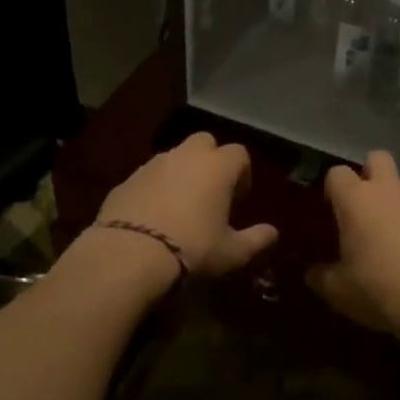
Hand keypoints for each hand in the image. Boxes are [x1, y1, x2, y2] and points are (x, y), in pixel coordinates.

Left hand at [93, 132, 278, 280]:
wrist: (129, 256)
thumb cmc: (192, 249)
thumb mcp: (232, 253)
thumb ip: (256, 239)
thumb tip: (273, 233)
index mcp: (217, 167)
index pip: (239, 153)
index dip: (242, 174)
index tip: (238, 201)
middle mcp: (185, 156)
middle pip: (204, 143)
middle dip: (210, 161)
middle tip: (210, 194)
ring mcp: (152, 165)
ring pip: (174, 158)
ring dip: (181, 174)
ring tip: (180, 208)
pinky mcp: (125, 180)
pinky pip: (148, 177)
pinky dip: (155, 189)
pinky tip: (153, 218)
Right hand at [306, 151, 399, 345]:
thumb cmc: (379, 289)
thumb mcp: (338, 291)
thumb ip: (321, 277)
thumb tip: (313, 273)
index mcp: (357, 200)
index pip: (337, 173)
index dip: (332, 188)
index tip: (330, 210)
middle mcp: (389, 192)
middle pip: (377, 159)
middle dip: (368, 174)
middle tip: (362, 209)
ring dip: (394, 208)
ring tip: (391, 246)